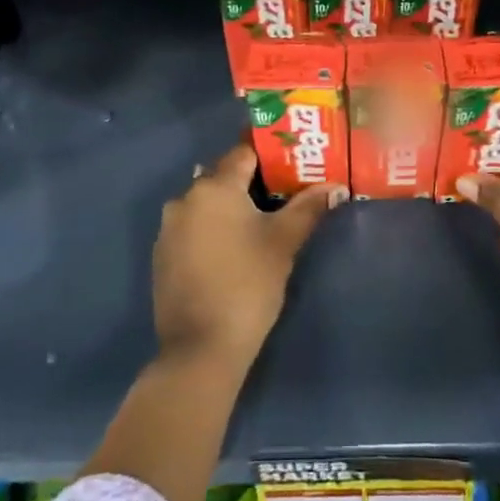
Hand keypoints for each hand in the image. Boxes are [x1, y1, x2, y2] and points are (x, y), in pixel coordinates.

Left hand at [153, 143, 340, 368]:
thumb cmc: (248, 284)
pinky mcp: (162, 254)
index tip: (293, 164)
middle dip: (251, 182)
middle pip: (223, 176)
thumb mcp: (283, 242)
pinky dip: (211, 228)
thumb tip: (337, 186)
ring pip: (206, 203)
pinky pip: (192, 226)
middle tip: (283, 194)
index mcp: (214, 187)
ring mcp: (168, 227)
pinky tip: (231, 250)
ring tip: (260, 223)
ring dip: (230, 207)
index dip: (270, 155)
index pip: (243, 153)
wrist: (201, 347)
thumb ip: (308, 208)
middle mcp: (185, 198)